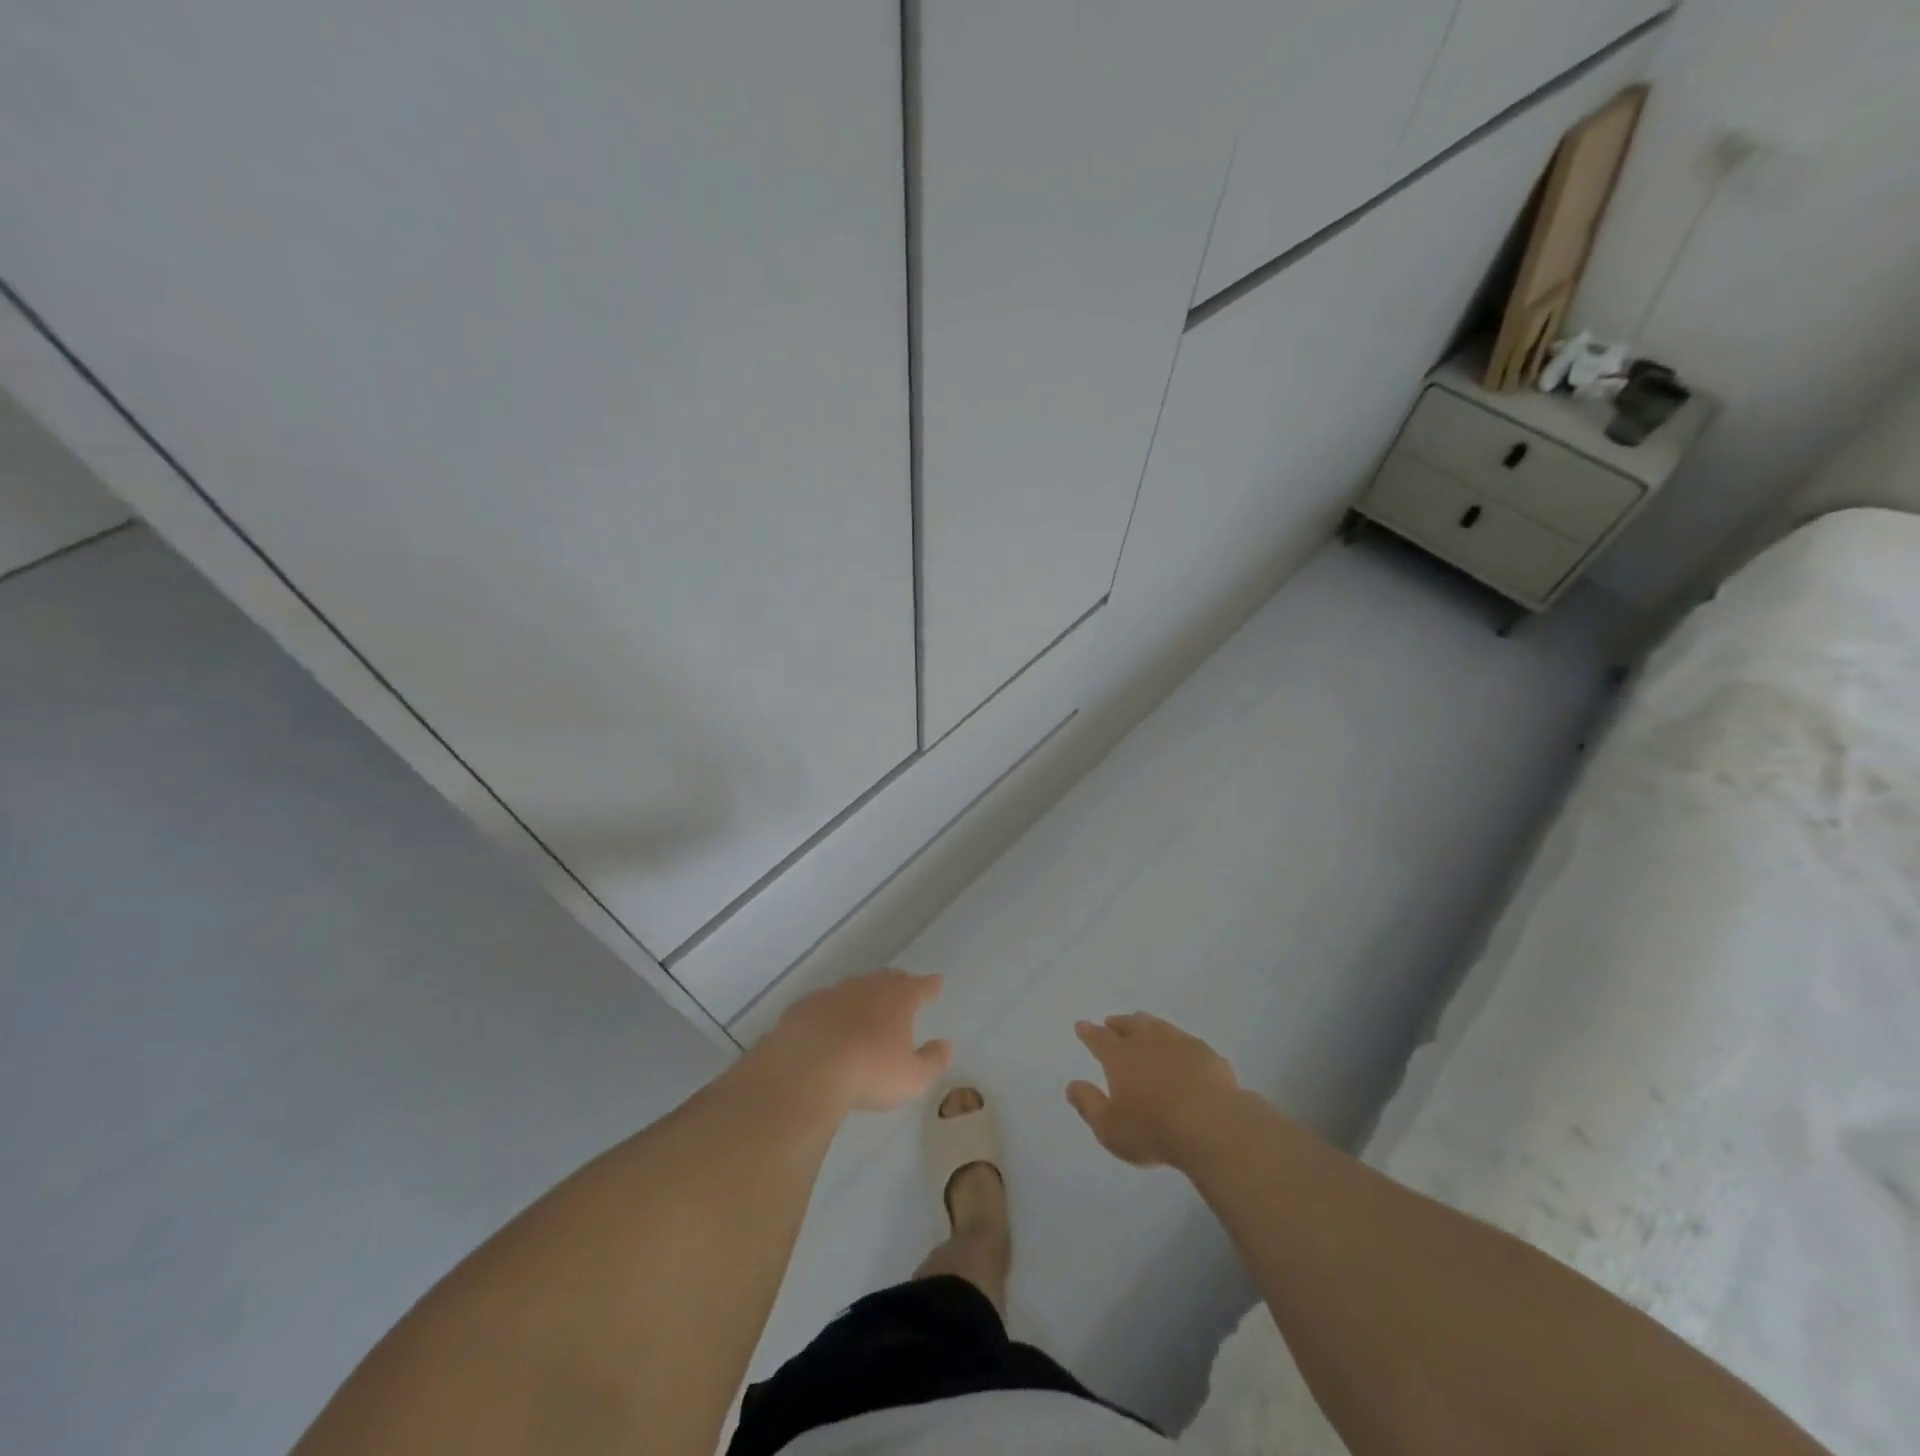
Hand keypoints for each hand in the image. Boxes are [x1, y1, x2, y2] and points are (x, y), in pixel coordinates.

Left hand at [768, 968, 952, 1112]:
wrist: (807, 1069)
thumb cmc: (868, 1072)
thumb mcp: (912, 1078)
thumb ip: (933, 1061)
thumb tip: (946, 1046)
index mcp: (899, 1000)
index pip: (922, 986)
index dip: (931, 985)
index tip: (937, 982)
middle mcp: (868, 988)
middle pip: (888, 978)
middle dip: (899, 982)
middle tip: (904, 986)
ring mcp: (834, 993)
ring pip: (855, 986)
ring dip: (864, 993)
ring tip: (867, 1004)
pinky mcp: (805, 1006)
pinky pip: (825, 1003)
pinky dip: (832, 1009)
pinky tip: (829, 1022)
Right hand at [1066, 1012, 1240, 1167]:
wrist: (1213, 1126)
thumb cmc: (1153, 1129)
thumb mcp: (1109, 1128)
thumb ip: (1088, 1105)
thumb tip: (1072, 1085)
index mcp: (1120, 1056)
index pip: (1099, 1038)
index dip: (1088, 1032)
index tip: (1081, 1025)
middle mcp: (1147, 1040)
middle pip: (1130, 1024)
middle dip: (1118, 1023)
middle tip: (1112, 1023)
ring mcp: (1179, 1043)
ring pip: (1158, 1026)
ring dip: (1147, 1025)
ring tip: (1144, 1028)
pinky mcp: (1207, 1053)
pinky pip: (1186, 1042)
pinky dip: (1178, 1044)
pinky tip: (1182, 1052)